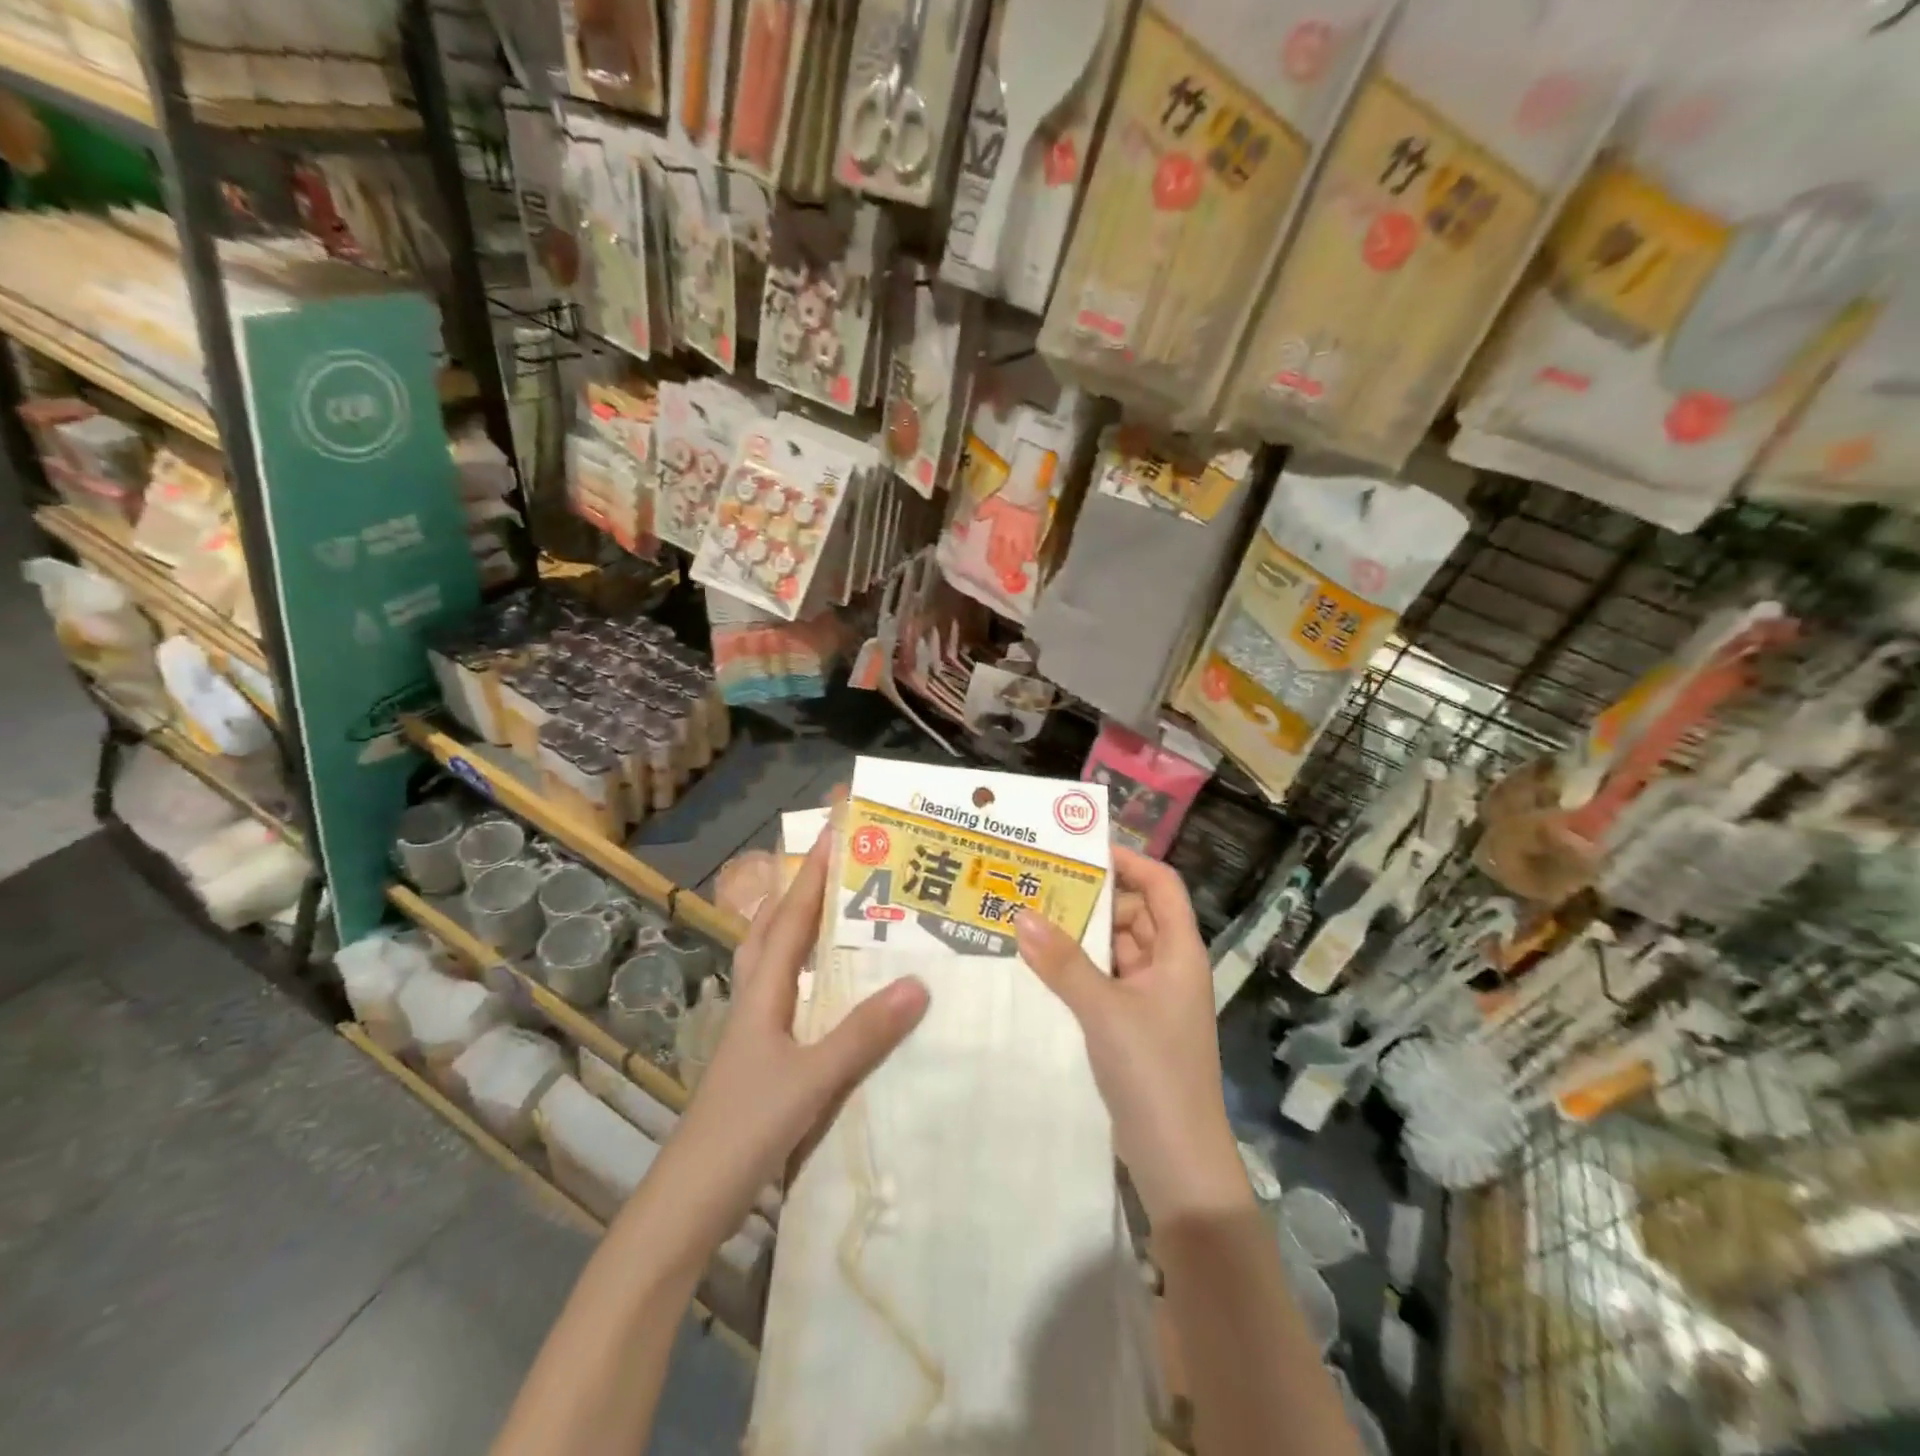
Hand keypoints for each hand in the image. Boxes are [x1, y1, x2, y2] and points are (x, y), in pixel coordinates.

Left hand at [643, 833, 929, 1263]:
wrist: (691, 1200)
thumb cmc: (745, 1128)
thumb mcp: (812, 1079)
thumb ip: (863, 1034)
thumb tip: (918, 983)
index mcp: (763, 993)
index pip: (790, 920)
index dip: (812, 876)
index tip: (834, 835)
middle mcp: (754, 1000)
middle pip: (772, 931)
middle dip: (800, 894)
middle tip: (835, 868)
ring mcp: (753, 1031)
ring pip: (773, 963)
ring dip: (797, 930)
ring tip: (833, 915)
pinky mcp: (758, 1058)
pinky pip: (784, 996)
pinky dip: (803, 975)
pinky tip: (827, 990)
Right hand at [1015, 846, 1248, 1222]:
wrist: (1177, 1160)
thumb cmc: (1153, 1072)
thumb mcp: (1104, 1010)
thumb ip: (1062, 962)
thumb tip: (1021, 914)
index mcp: (1178, 951)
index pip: (1160, 884)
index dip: (1128, 861)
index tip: (1080, 850)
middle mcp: (1168, 966)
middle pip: (1134, 912)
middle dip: (1092, 897)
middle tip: (1039, 882)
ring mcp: (1151, 997)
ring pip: (1115, 948)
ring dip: (1080, 934)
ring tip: (1030, 916)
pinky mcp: (1133, 1024)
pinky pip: (1105, 979)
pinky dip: (1078, 968)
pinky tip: (1040, 964)